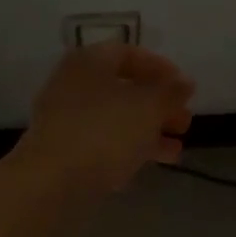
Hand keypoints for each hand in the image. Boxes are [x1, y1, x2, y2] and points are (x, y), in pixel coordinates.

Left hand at [16, 43, 194, 192]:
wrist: (49, 183)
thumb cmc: (103, 131)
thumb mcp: (148, 107)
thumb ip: (171, 92)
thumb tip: (185, 82)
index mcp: (90, 61)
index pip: (129, 53)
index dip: (161, 68)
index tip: (184, 89)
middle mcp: (73, 83)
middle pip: (123, 87)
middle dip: (158, 105)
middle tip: (184, 123)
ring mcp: (64, 118)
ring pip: (114, 117)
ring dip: (147, 130)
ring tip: (176, 151)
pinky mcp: (62, 150)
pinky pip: (101, 141)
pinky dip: (126, 148)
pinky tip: (148, 165)